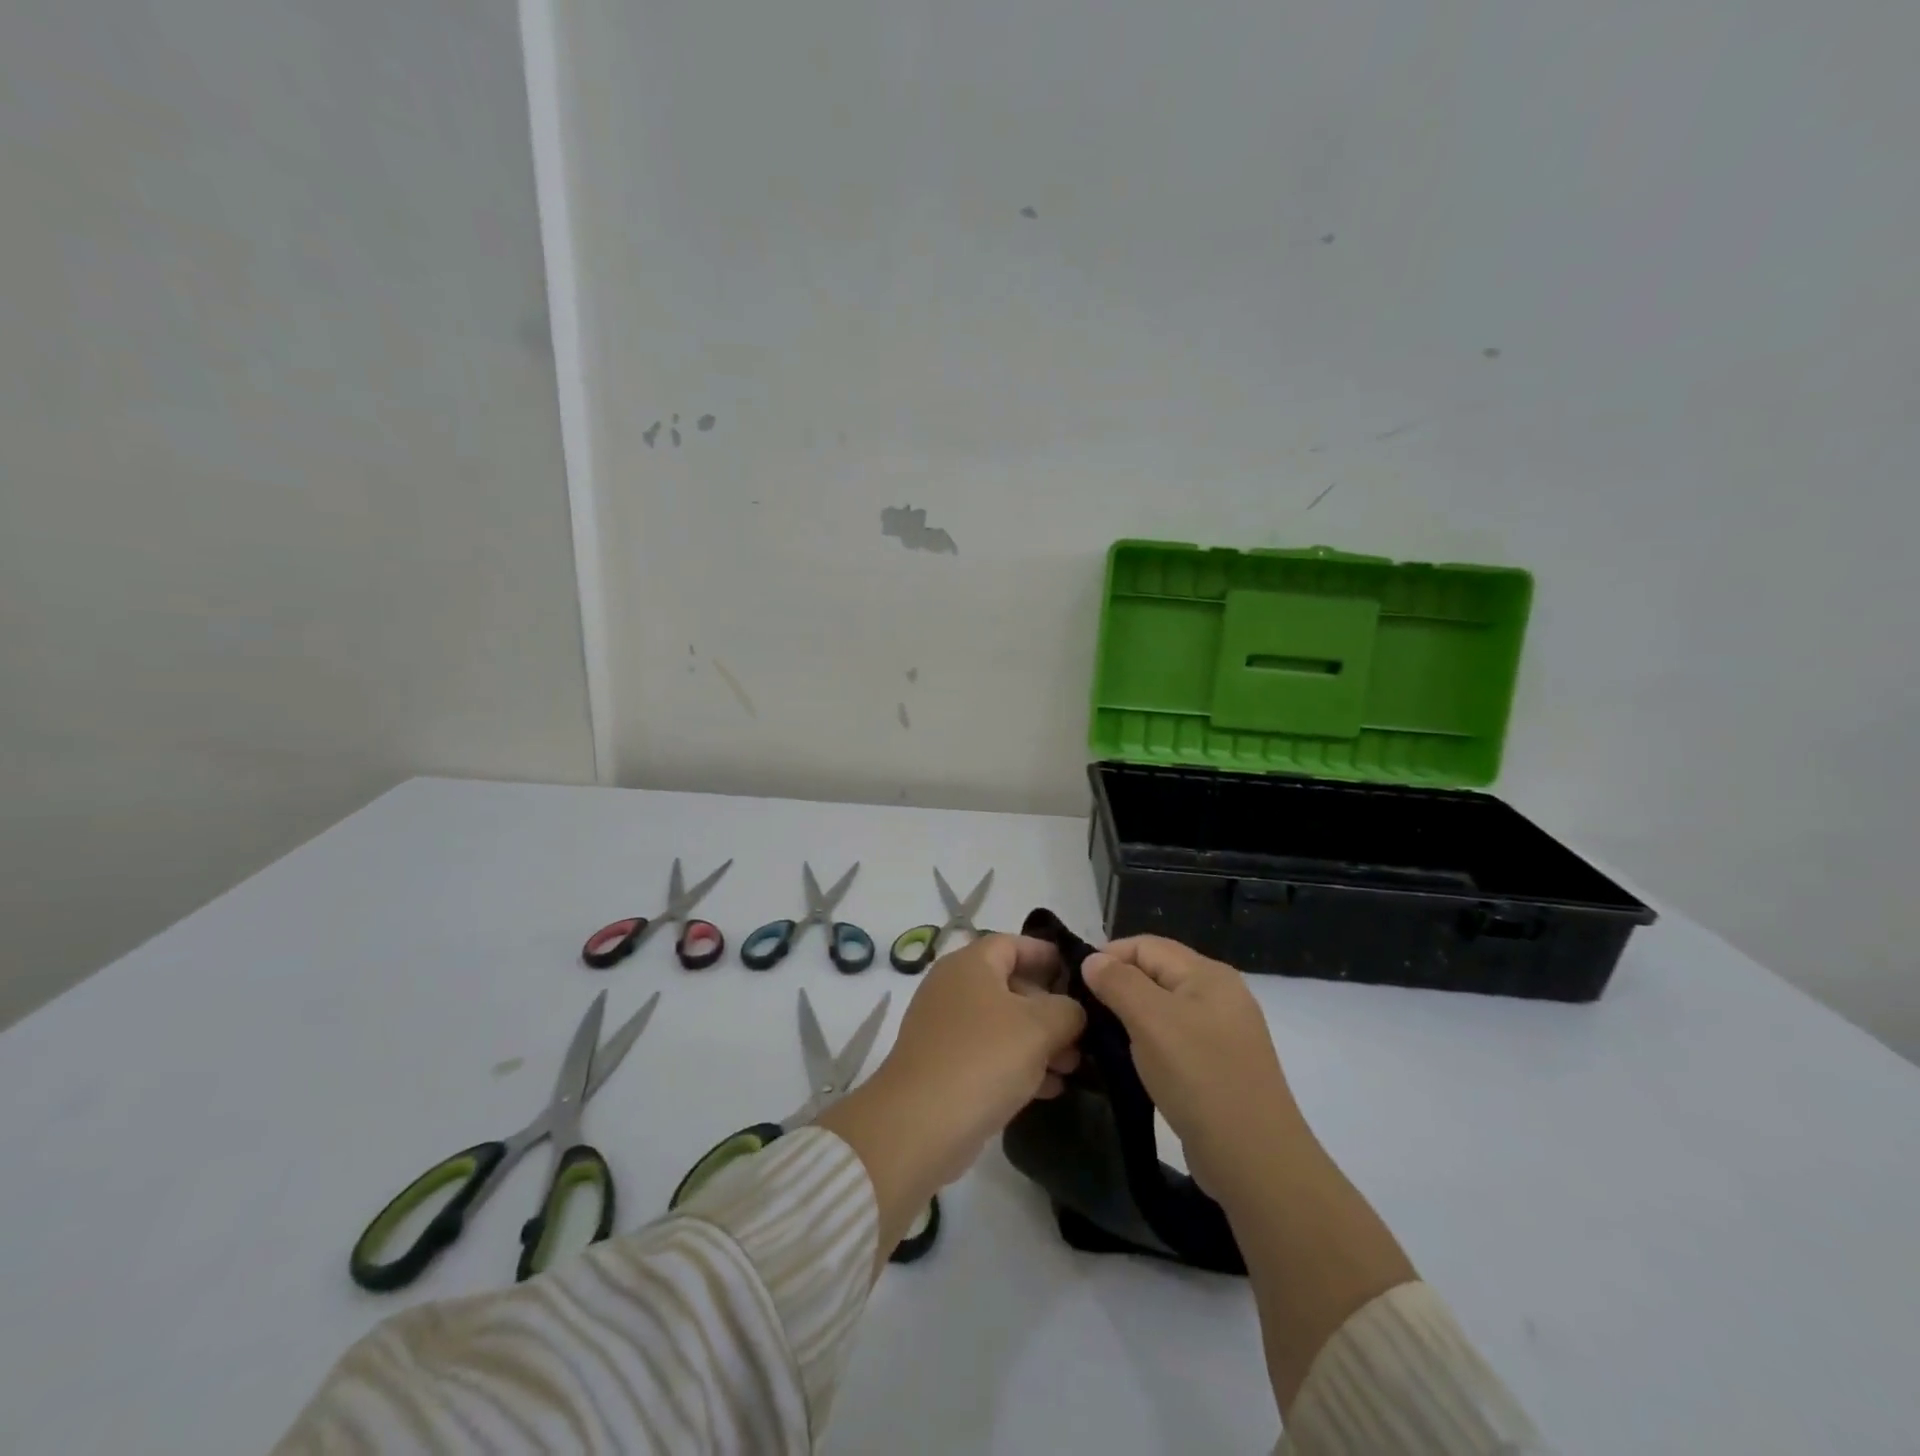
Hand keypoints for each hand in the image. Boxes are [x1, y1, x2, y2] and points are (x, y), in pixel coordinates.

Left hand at [877, 933, 1085, 1179]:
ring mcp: (945, 1027)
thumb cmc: (984, 1058)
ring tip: (1072, 1068)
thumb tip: (1073, 1011)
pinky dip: (1018, 1064)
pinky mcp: (943, 1064)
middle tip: (1082, 1034)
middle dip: (1050, 1008)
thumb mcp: (1039, 1027)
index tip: (1080, 974)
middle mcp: (953, 987)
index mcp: (971, 964)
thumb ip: (1067, 1010)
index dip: (1047, 954)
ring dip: (1039, 1041)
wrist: (920, 1124)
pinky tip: (1048, 1089)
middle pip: (1011, 985)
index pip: (1013, 944)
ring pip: (1003, 1023)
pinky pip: (989, 1053)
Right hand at [1082, 935, 1302, 1199]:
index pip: (1146, 945)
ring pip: (1163, 1007)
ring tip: (1100, 1036)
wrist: (1254, 1160)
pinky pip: (1174, 1037)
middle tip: (1083, 1011)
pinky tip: (1131, 1061)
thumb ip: (1118, 983)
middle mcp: (1219, 994)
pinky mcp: (1219, 1065)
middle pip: (1156, 972)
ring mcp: (1222, 1032)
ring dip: (1131, 1016)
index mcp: (1208, 974)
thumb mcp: (1151, 1021)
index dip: (1108, 956)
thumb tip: (1093, 960)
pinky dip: (1149, 1041)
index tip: (1075, 984)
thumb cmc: (1199, 1077)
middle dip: (1118, 985)